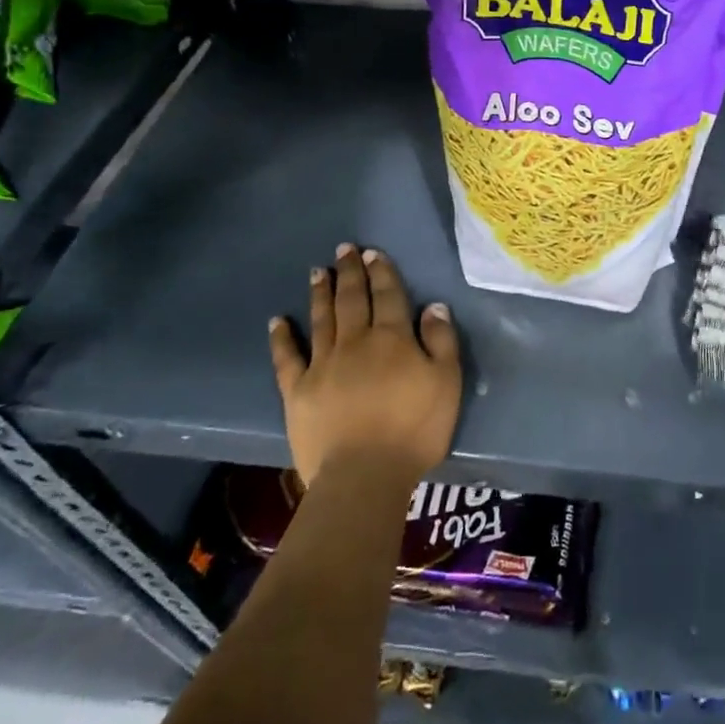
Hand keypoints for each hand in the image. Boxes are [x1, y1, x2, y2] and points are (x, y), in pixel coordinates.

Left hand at [270, 244, 461, 489]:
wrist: (364, 474)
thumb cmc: (414, 429)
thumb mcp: (446, 382)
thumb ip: (441, 341)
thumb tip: (433, 307)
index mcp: (392, 338)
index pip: (387, 296)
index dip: (381, 272)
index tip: (372, 253)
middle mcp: (355, 342)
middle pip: (352, 300)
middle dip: (349, 273)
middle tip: (344, 249)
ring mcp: (322, 365)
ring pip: (322, 320)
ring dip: (320, 293)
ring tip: (317, 272)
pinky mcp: (298, 391)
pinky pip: (287, 358)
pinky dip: (282, 338)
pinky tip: (277, 321)